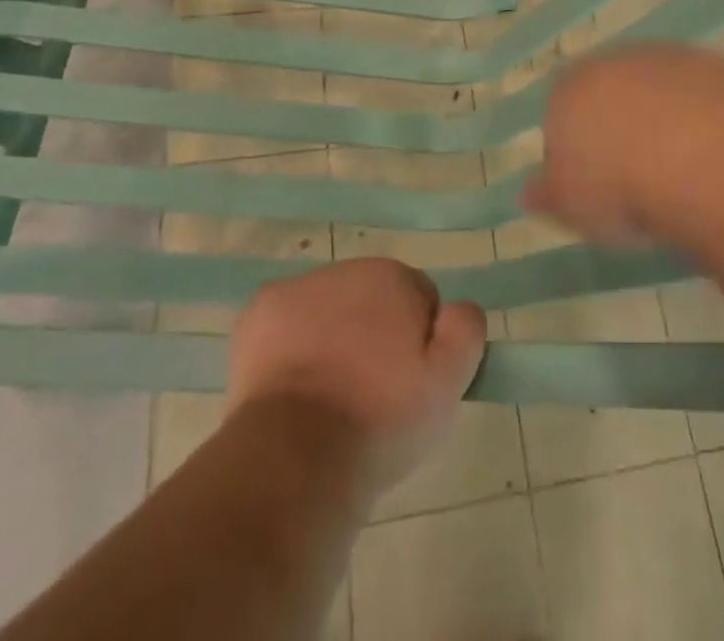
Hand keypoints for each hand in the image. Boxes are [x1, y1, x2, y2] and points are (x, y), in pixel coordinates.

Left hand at [227, 258, 486, 497]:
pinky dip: (291, 346)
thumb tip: (459, 308)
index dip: (418, 343)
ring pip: (328, 311)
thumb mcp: (448, 383)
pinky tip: (293, 388)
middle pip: (371, 301)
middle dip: (374, 335)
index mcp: (393, 276)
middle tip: (371, 394)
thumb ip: (466, 329)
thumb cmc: (380, 419)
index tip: (407, 384)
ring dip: (333, 339)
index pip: (418, 299)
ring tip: (330, 399)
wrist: (295, 455)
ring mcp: (297, 289)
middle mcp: (346, 269)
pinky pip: (286, 324)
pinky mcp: (258, 314)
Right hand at [527, 43, 723, 242]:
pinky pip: (698, 91)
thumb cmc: (619, 184)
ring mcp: (665, 58)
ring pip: (655, 87)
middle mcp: (611, 61)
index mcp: (567, 89)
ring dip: (662, 117)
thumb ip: (547, 195)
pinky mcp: (712, 62)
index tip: (593, 183)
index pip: (560, 111)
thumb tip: (528, 193)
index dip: (575, 146)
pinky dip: (701, 114)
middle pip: (608, 92)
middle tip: (635, 174)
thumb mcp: (571, 207)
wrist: (701, 154)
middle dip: (618, 125)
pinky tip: (713, 150)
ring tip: (679, 168)